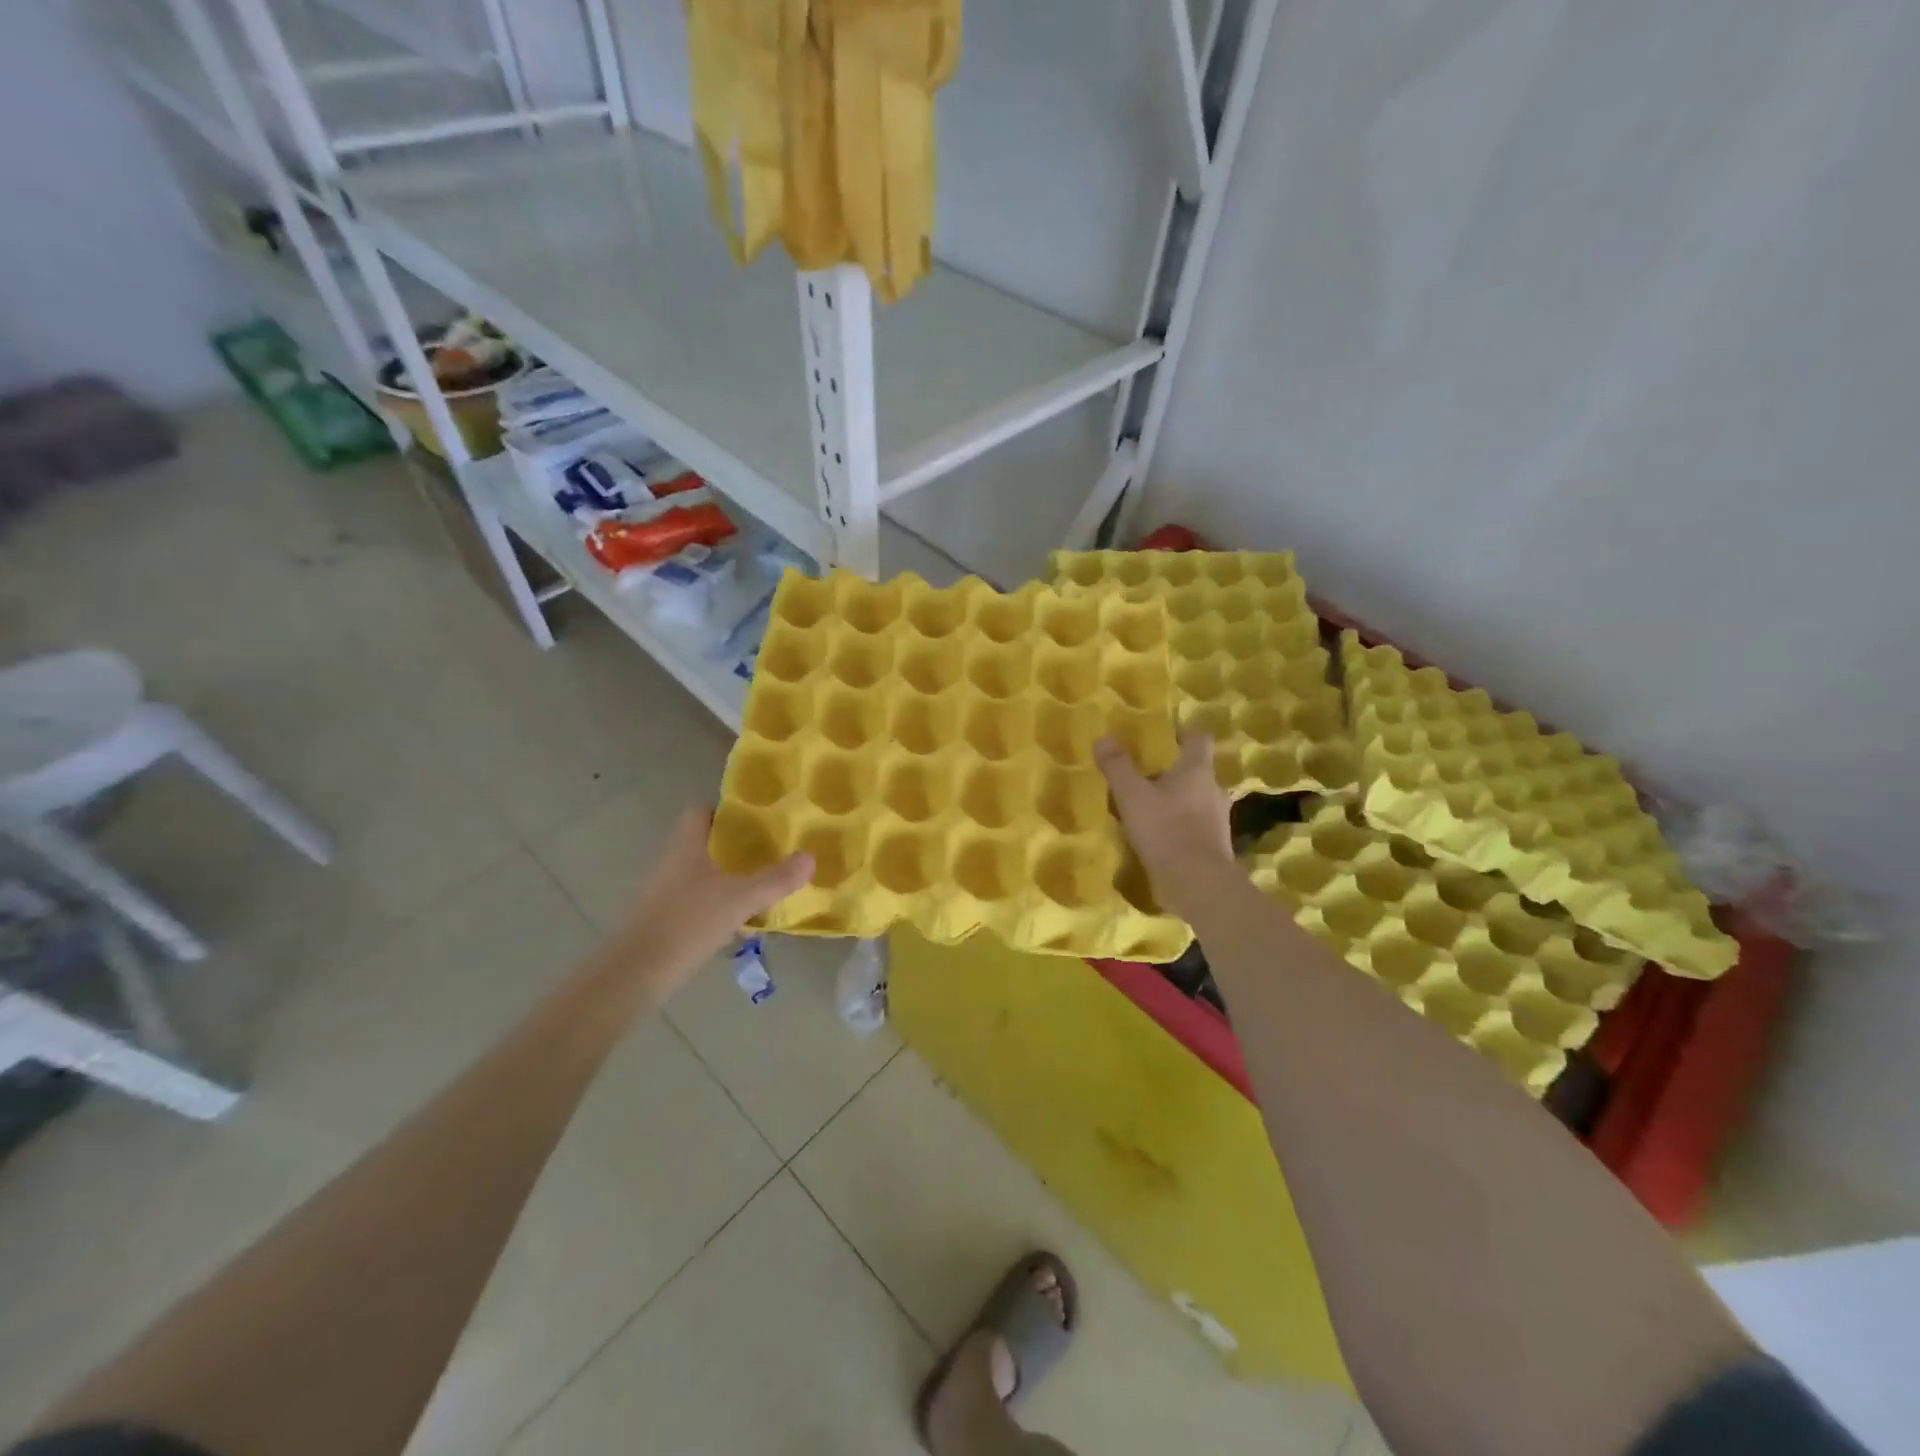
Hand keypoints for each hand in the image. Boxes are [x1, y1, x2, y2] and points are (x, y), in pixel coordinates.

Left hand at [617, 805, 813, 990]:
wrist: (635, 973)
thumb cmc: (687, 923)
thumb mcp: (740, 899)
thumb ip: (776, 879)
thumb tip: (810, 857)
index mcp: (686, 845)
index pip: (700, 811)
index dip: (726, 811)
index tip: (757, 820)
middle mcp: (671, 862)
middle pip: (704, 842)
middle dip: (735, 846)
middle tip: (769, 852)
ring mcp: (664, 892)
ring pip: (701, 873)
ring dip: (728, 877)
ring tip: (761, 885)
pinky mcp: (663, 919)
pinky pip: (696, 901)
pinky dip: (717, 904)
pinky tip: (740, 921)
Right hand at [1095, 732, 1234, 918]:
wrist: (1197, 884)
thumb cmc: (1166, 829)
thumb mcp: (1132, 795)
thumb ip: (1117, 766)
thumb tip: (1104, 738)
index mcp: (1197, 770)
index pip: (1199, 738)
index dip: (1182, 733)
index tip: (1164, 736)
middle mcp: (1213, 790)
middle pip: (1196, 770)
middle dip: (1173, 771)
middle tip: (1145, 775)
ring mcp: (1218, 819)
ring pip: (1196, 799)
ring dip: (1176, 800)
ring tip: (1148, 808)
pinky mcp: (1214, 845)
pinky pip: (1195, 825)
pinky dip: (1179, 825)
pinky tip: (1158, 837)